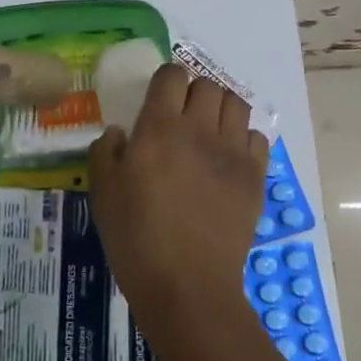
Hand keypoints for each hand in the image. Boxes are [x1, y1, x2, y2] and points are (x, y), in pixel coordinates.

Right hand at [88, 63, 268, 308]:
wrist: (187, 285)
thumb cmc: (136, 237)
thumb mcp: (102, 191)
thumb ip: (106, 151)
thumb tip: (119, 133)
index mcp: (159, 127)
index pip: (172, 75)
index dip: (166, 80)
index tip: (159, 96)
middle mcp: (200, 129)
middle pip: (208, 85)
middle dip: (194, 91)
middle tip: (182, 114)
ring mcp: (233, 152)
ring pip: (236, 105)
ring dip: (221, 109)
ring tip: (209, 129)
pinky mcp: (255, 177)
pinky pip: (257, 138)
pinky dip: (244, 139)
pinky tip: (229, 157)